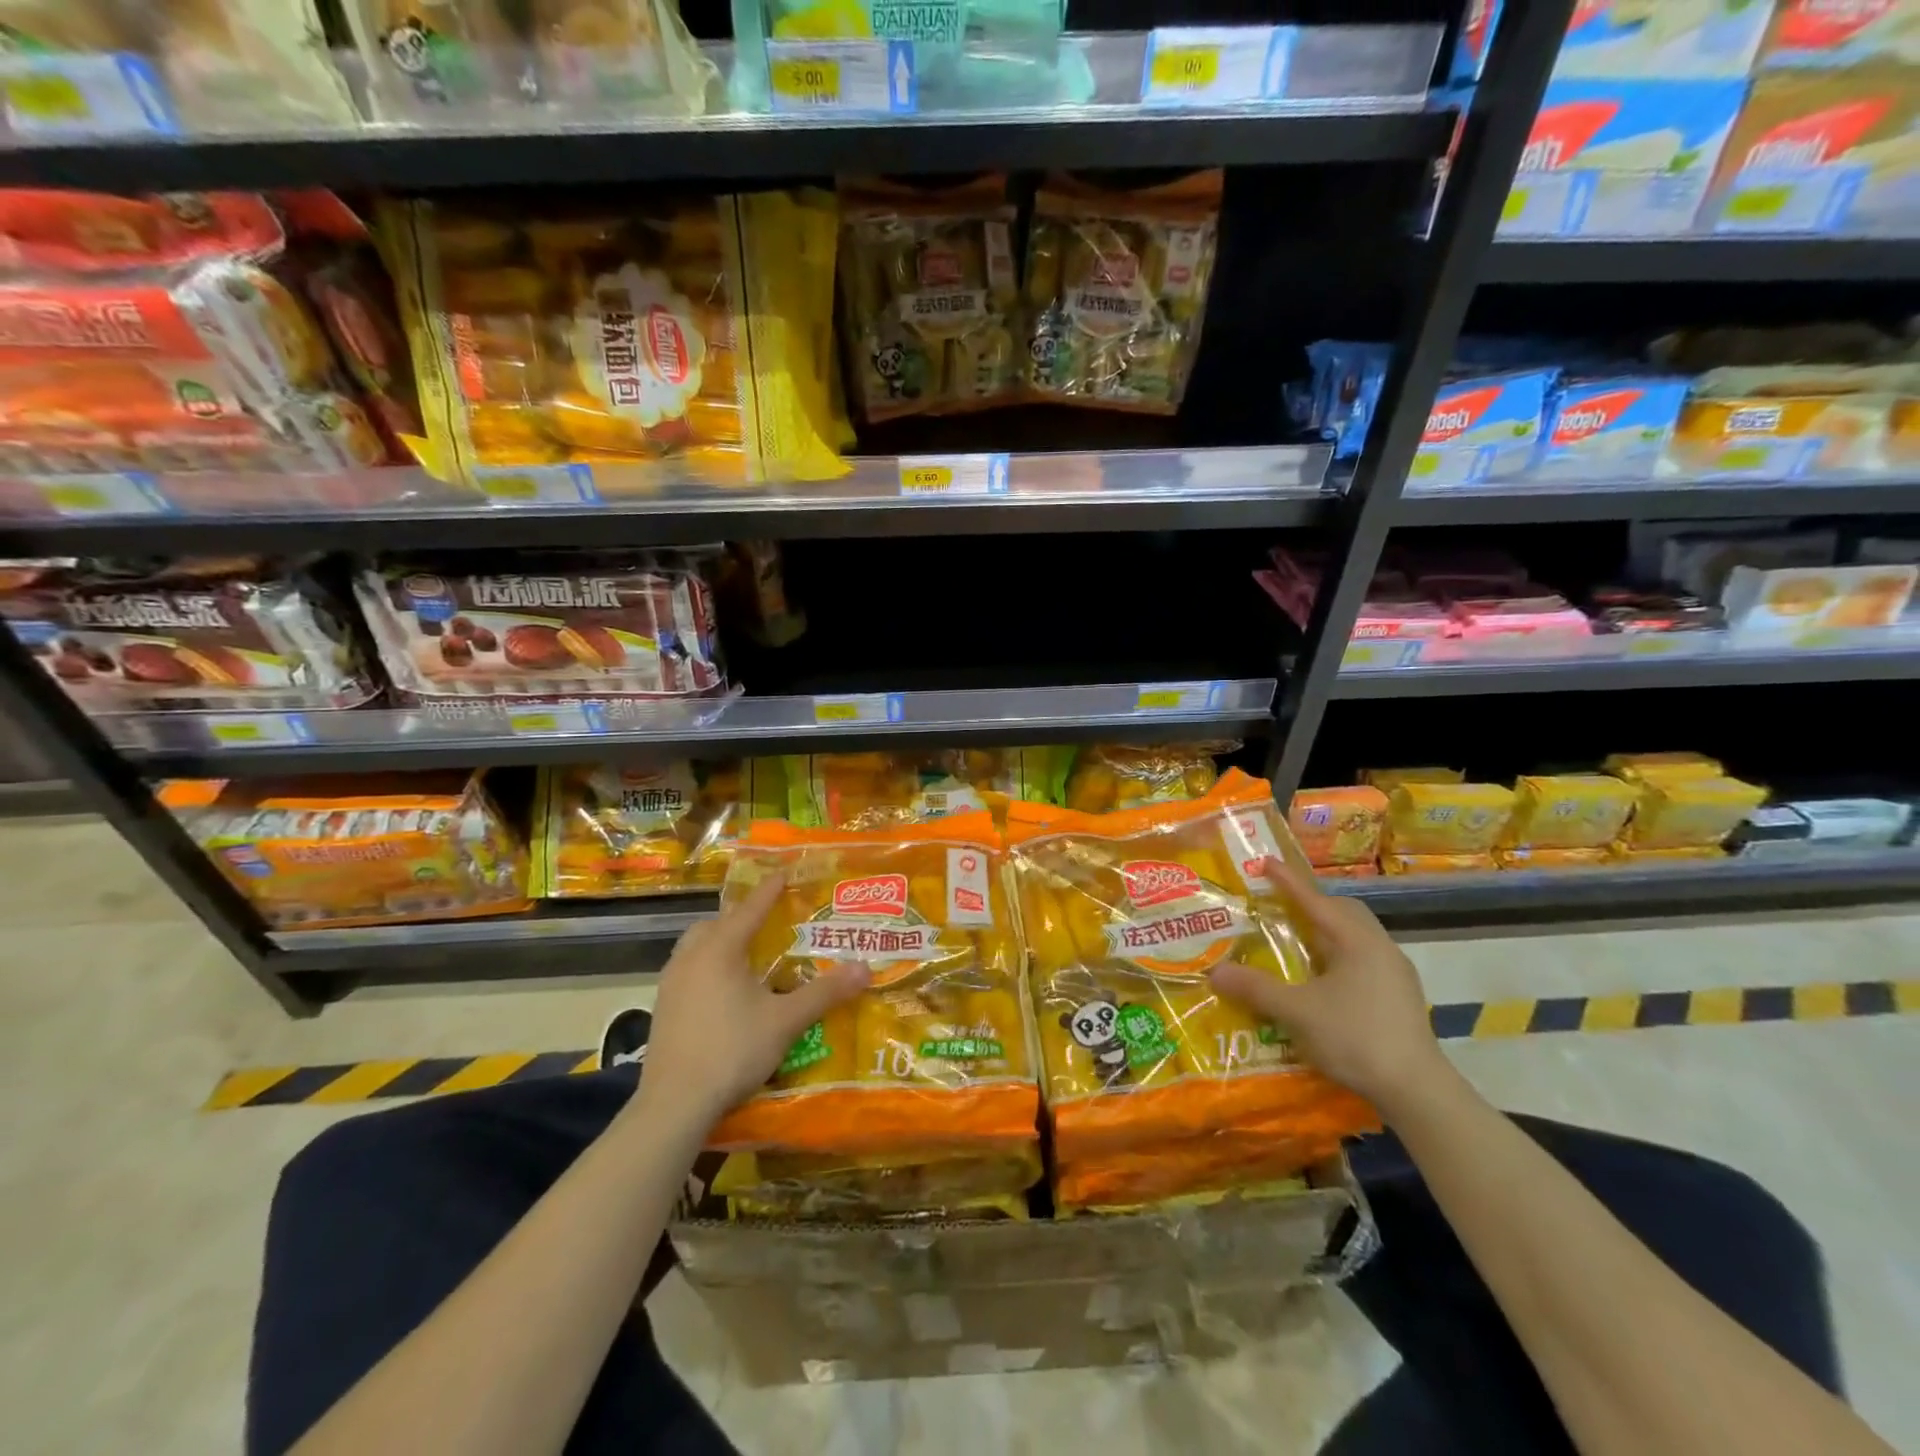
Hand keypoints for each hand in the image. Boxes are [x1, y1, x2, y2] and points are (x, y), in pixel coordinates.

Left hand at [635, 874, 869, 1127]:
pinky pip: (687, 970)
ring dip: (719, 941)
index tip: (783, 873)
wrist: (675, 1103)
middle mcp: (691, 957)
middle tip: (765, 921)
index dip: (770, 890)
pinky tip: (722, 990)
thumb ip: (825, 992)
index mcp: (720, 949)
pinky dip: (707, 966)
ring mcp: (671, 983)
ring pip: (695, 946)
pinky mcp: (662, 1008)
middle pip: (715, 924)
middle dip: (740, 917)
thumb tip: (865, 968)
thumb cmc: (733, 1050)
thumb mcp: (786, 1020)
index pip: (750, 909)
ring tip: (745, 953)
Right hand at [1210, 856, 1453, 1114]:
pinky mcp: (1399, 996)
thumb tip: (1215, 972)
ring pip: (1357, 936)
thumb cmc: (1356, 1038)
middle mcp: (1380, 948)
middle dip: (1314, 902)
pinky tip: (1322, 977)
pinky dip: (1338, 954)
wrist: (1416, 1090)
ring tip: (1298, 939)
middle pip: (1344, 911)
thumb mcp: (1297, 1012)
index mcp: (1357, 942)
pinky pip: (1363, 958)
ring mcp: (1395, 973)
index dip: (1288, 881)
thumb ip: (1256, 989)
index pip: (1316, 900)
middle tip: (1282, 904)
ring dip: (1327, 930)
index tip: (1266, 861)